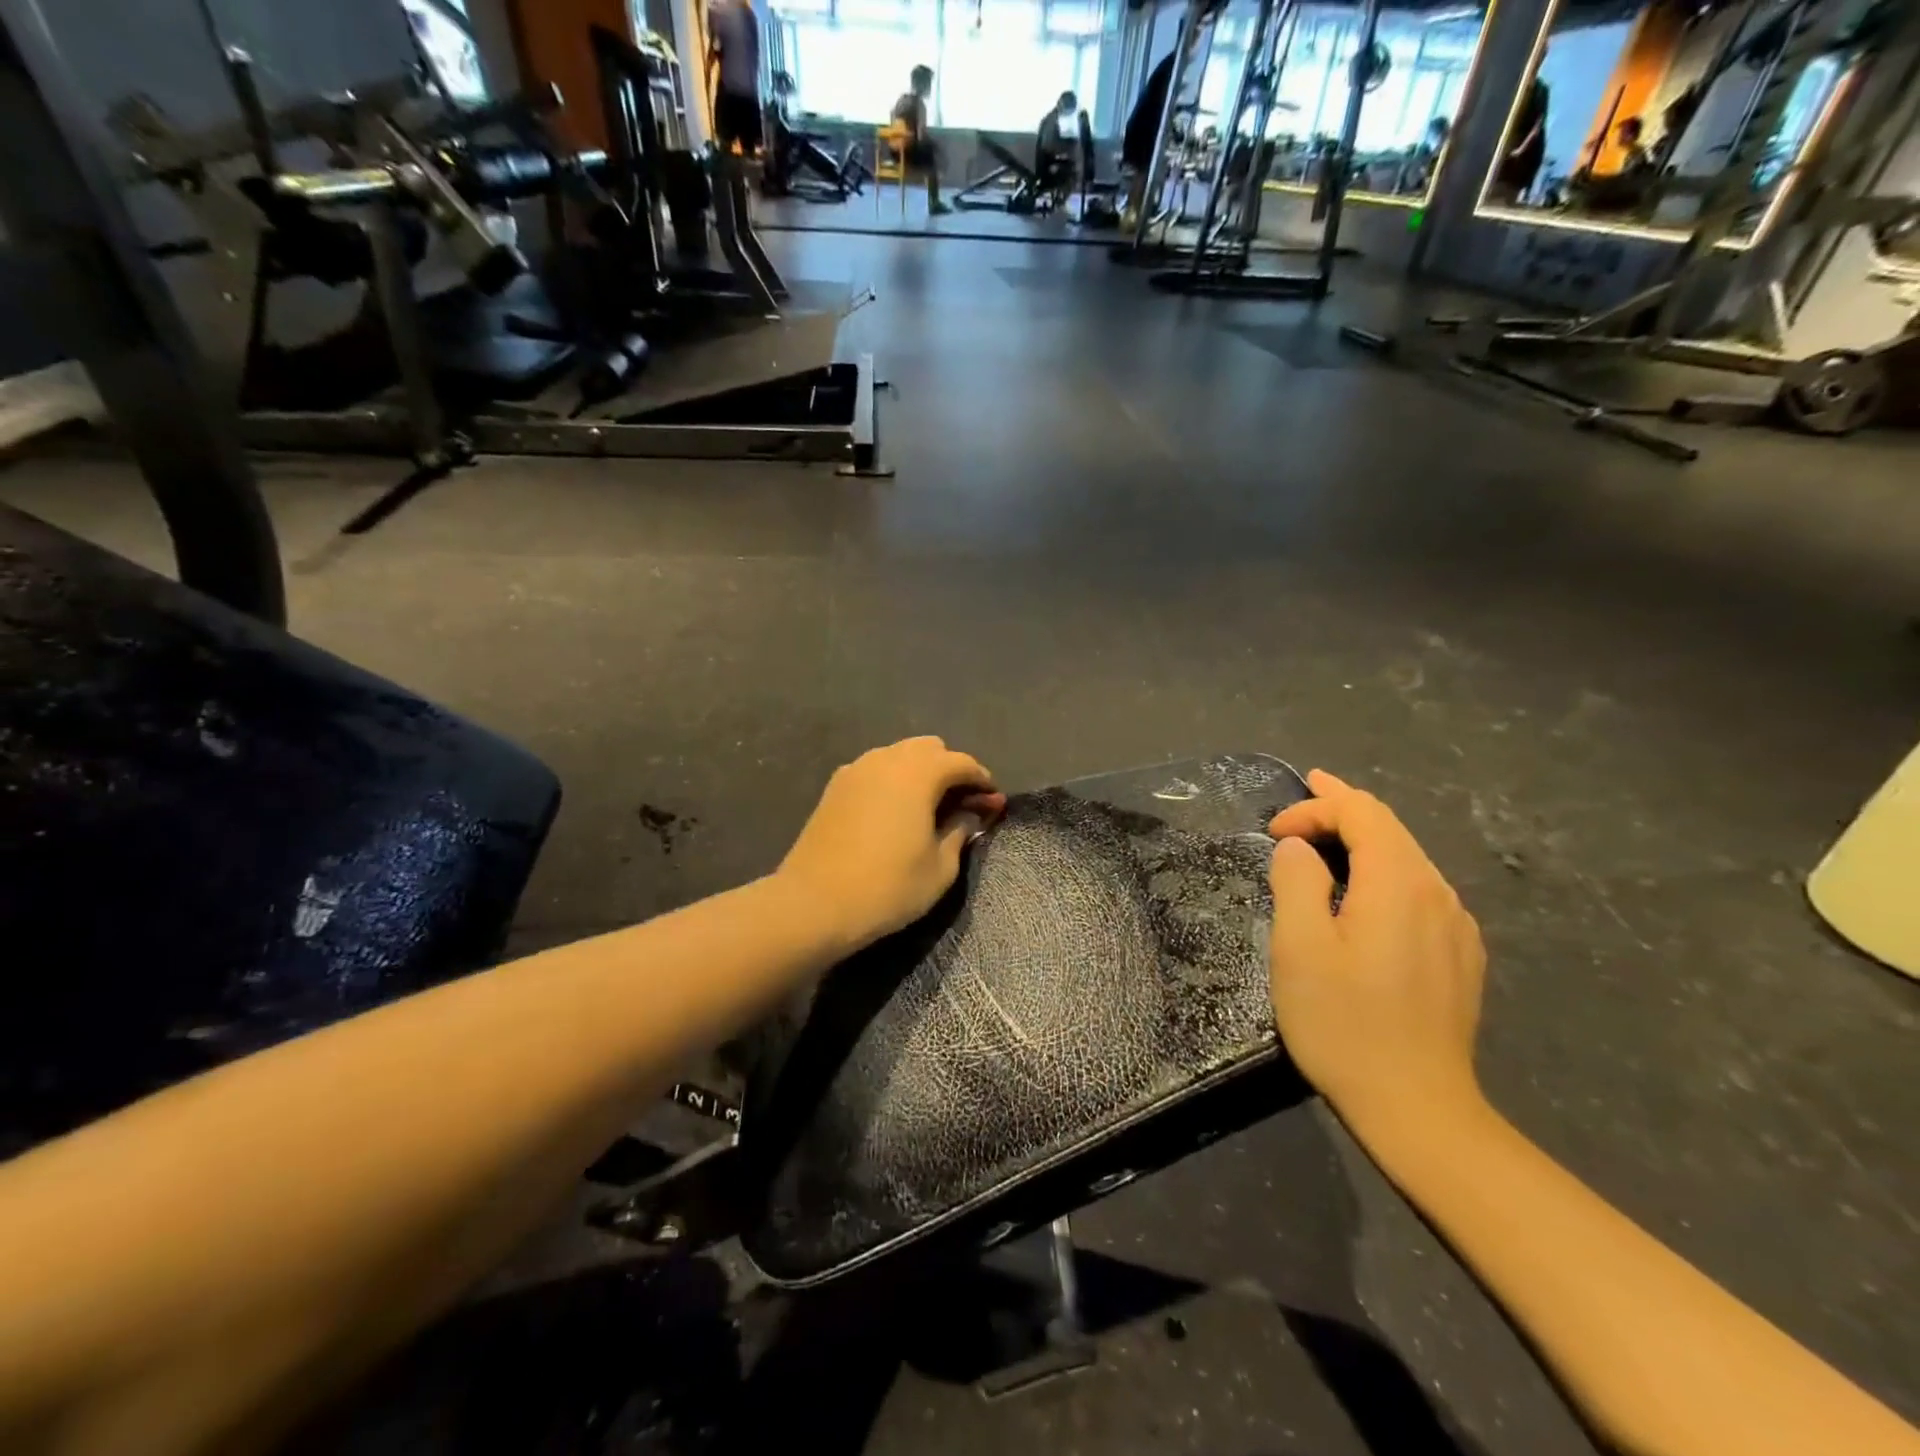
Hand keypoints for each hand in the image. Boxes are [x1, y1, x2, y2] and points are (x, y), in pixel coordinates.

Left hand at [779, 737, 1006, 950]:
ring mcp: (856, 769)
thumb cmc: (888, 887)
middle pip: (929, 748)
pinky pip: (875, 769)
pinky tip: (894, 810)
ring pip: (899, 754)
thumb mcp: (940, 867)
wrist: (814, 903)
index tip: (992, 803)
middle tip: (961, 804)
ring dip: (920, 771)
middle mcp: (887, 758)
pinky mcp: (835, 786)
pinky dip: (893, 780)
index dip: (982, 781)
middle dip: (950, 769)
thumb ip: (960, 830)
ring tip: (928, 807)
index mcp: (919, 772)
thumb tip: (970, 812)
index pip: (962, 762)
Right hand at [1266, 770, 1486, 1135]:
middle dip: (1342, 807)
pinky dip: (1384, 871)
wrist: (1419, 1109)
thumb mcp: (1299, 948)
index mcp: (1398, 884)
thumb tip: (1298, 850)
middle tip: (1306, 790)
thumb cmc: (1345, 1024)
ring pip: (1407, 858)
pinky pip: (1419, 891)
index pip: (1361, 813)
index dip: (1315, 807)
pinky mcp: (1460, 956)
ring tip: (1327, 835)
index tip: (1273, 832)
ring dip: (1363, 839)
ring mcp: (1456, 927)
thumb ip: (1296, 882)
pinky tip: (1364, 891)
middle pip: (1390, 828)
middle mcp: (1437, 893)